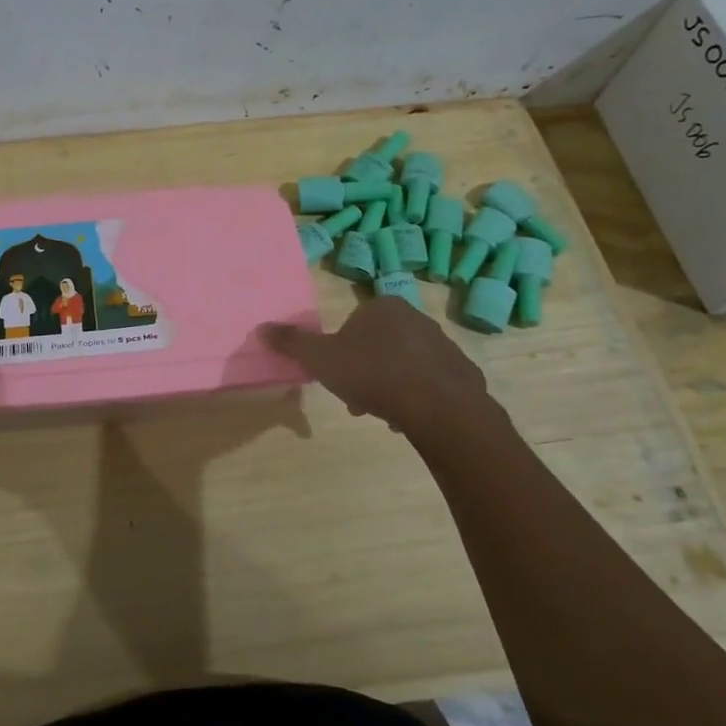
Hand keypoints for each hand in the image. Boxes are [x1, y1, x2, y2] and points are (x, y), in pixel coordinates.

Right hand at [260, 298, 500, 442]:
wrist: (440, 408)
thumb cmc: (373, 374)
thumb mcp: (321, 359)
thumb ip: (292, 343)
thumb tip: (261, 327)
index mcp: (382, 307)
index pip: (354, 324)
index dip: (342, 352)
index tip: (338, 378)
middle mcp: (417, 318)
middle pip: (379, 344)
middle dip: (366, 371)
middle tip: (357, 400)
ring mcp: (445, 345)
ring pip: (405, 364)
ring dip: (391, 385)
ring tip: (384, 414)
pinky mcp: (464, 373)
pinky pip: (432, 383)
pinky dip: (419, 398)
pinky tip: (411, 418)